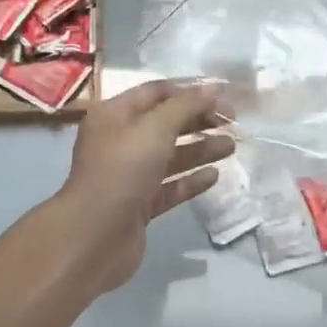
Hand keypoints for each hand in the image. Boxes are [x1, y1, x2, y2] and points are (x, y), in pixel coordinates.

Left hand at [55, 79, 234, 293]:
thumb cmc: (122, 170)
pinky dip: (190, 179)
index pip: (155, 92)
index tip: (222, 93)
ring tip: (232, 146)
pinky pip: (169, 186)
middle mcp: (119, 141)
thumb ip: (186, 106)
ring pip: (170, 155)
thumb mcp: (155, 128)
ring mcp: (128, 175)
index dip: (188, 89)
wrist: (94, 236)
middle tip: (232, 120)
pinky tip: (214, 176)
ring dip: (200, 148)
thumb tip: (212, 90)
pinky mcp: (139, 205)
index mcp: (114, 114)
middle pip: (164, 122)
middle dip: (198, 119)